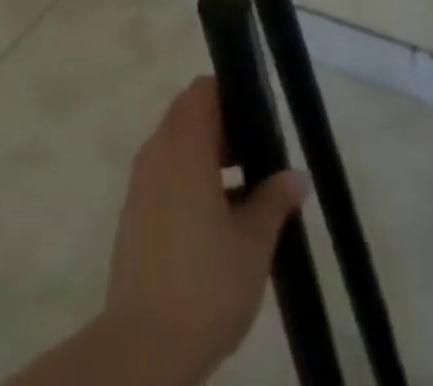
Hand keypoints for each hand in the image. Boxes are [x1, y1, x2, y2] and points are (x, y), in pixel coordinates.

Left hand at [101, 76, 307, 381]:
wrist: (146, 341)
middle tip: (261, 154)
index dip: (230, 94)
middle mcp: (157, 150)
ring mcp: (142, 178)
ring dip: (208, 153)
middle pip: (188, 114)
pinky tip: (220, 215)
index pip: (202, 91)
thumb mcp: (253, 243)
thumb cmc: (207, 283)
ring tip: (248, 186)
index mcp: (183, 146)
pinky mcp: (136, 207)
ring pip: (176, 144)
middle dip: (224, 126)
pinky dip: (191, 176)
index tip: (259, 114)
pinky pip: (166, 171)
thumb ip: (274, 201)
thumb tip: (296, 175)